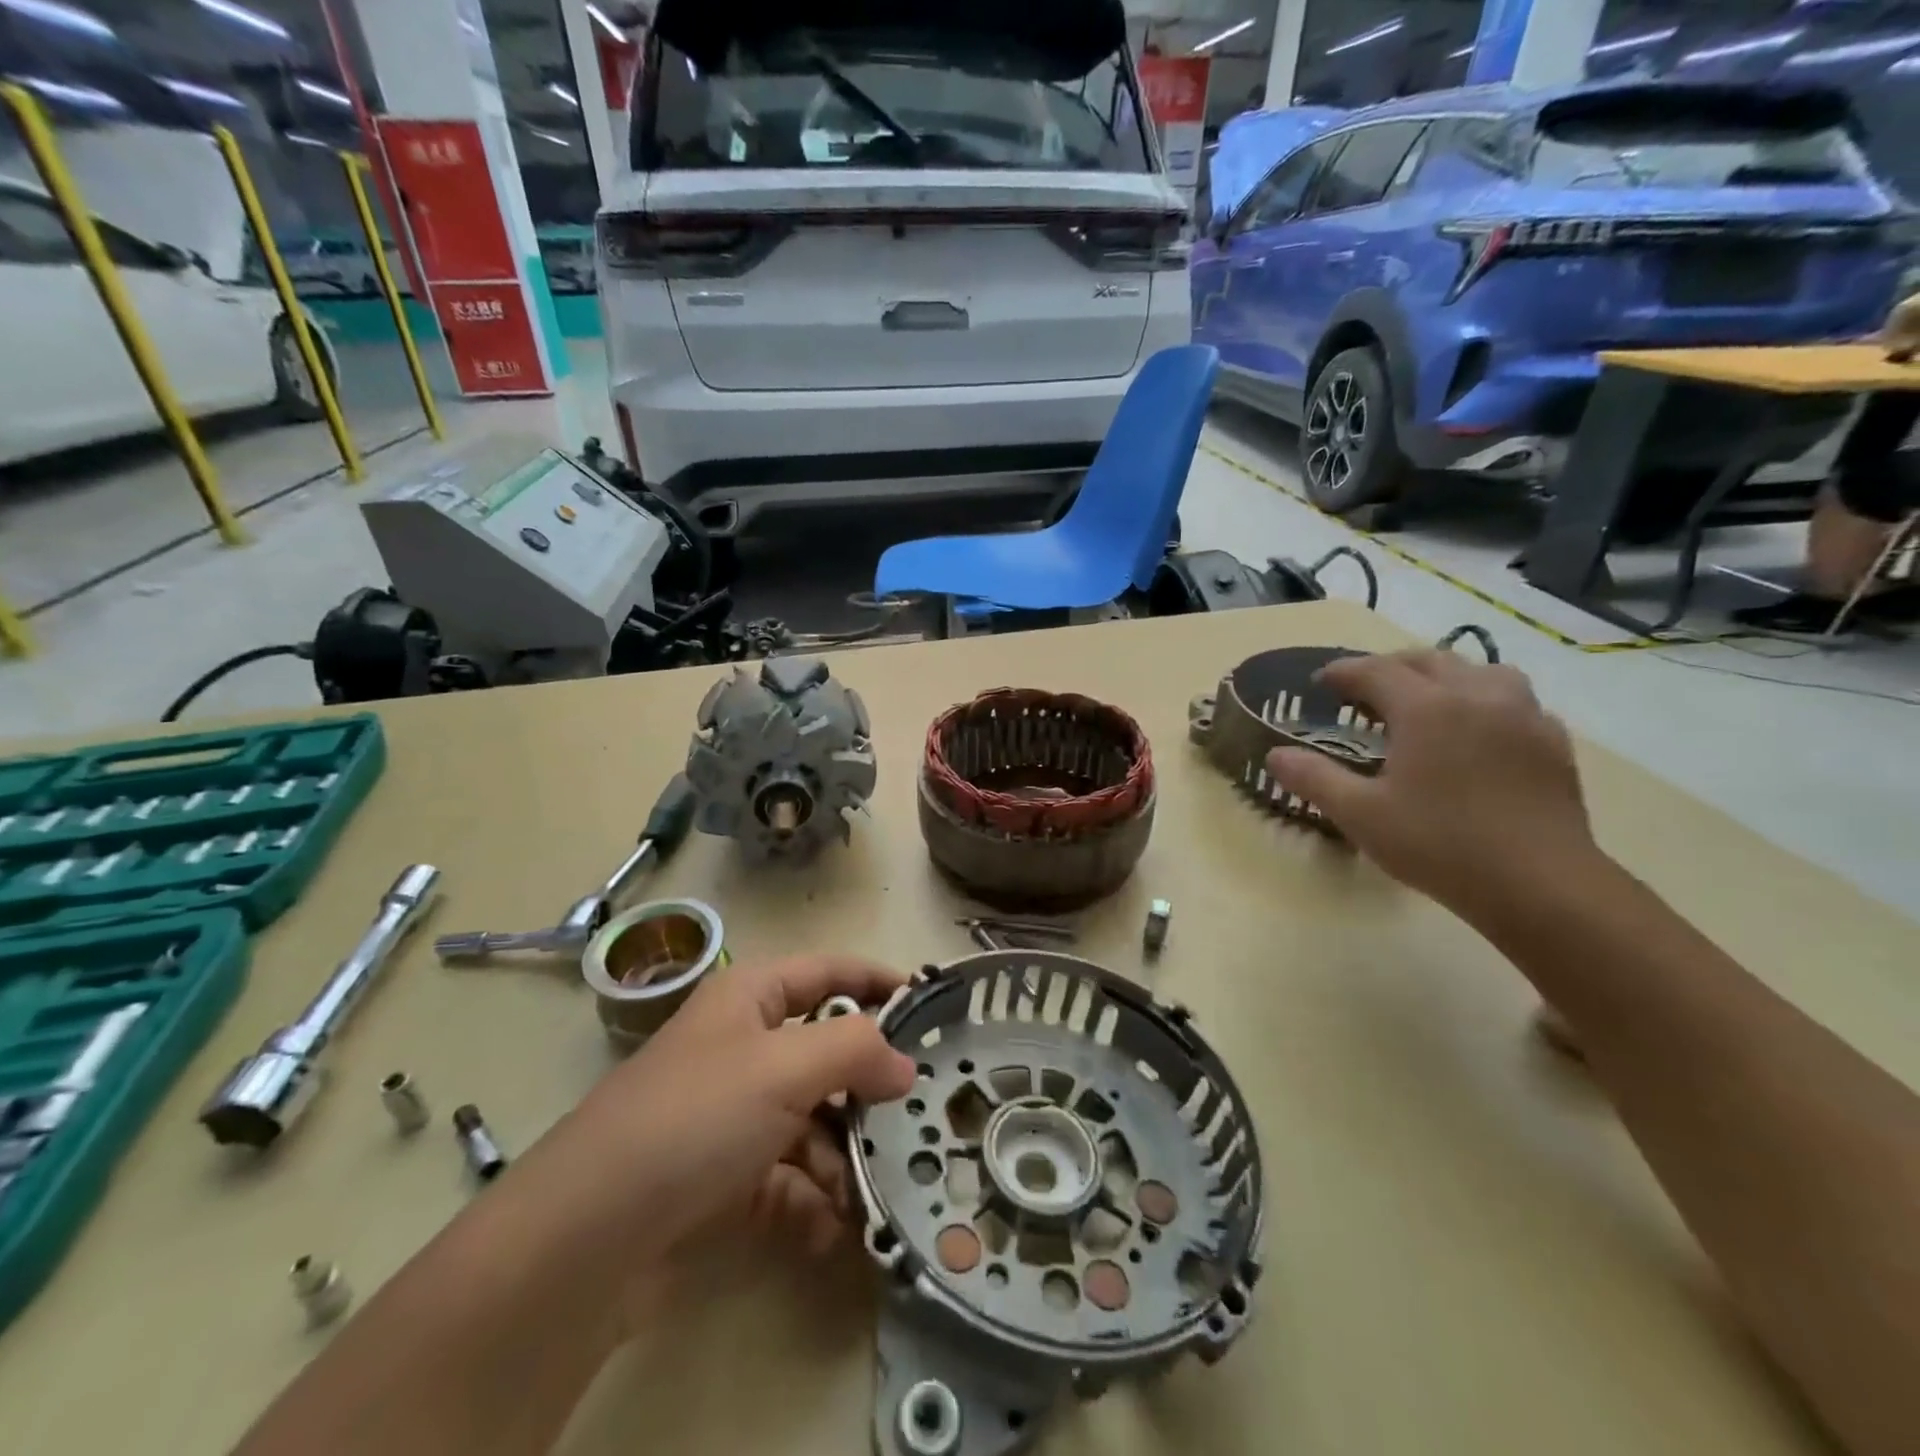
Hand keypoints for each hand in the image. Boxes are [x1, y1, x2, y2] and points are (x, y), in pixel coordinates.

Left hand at [546, 954, 916, 1325]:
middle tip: (914, 1113)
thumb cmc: (695, 1118)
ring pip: (812, 1122)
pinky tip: (825, 1230)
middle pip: (825, 1053)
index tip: (931, 1002)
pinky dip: (811, 1201)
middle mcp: (743, 1049)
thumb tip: (905, 1065)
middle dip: (866, 1086)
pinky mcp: (724, 1179)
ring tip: (868, 1190)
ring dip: (843, 1156)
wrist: (587, 1238)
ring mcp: (732, 1116)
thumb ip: (856, 1051)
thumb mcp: (785, 1067)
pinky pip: (787, 1179)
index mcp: (751, 999)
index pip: (829, 972)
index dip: (878, 980)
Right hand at [1265, 650, 1597, 922]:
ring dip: (1444, 675)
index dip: (1343, 672)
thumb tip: (1275, 755)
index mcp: (1426, 707)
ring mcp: (1523, 716)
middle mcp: (1476, 696)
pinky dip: (1486, 701)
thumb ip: (1313, 778)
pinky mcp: (1553, 742)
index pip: (1375, 670)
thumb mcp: (1359, 815)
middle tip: (1365, 691)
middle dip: (1390, 667)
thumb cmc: (1439, 844)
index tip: (1320, 683)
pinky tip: (1478, 731)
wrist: (1540, 885)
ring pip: (1481, 670)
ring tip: (1426, 700)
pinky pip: (1515, 701)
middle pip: (1428, 660)